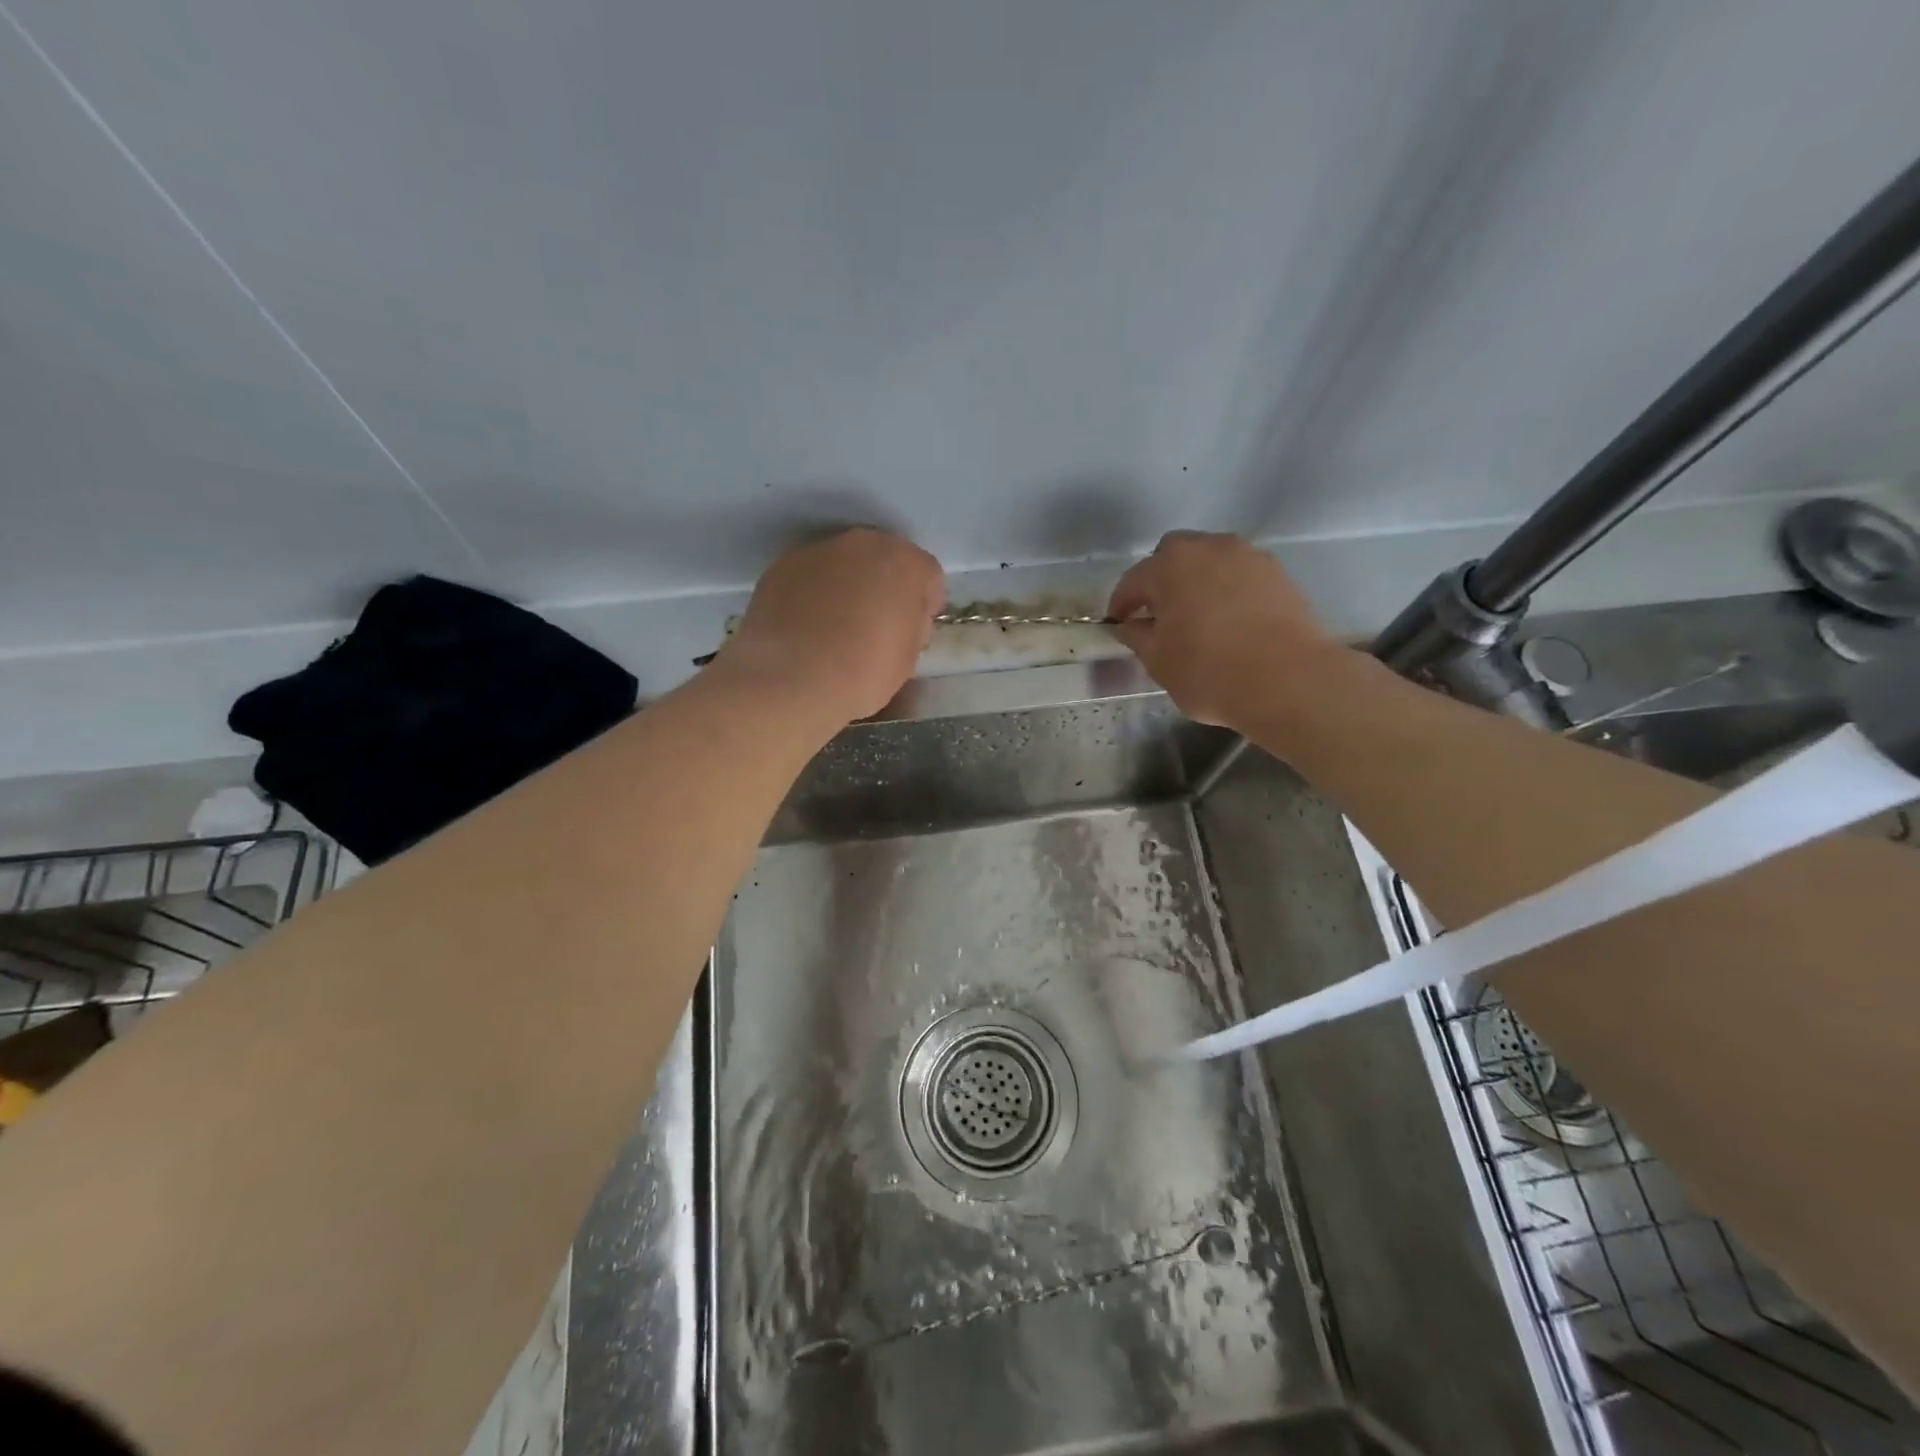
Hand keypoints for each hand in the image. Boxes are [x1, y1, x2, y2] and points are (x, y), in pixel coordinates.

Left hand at [720, 527, 944, 723]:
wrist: (792, 680)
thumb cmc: (864, 672)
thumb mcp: (909, 657)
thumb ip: (912, 626)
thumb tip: (901, 620)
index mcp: (904, 563)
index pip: (927, 575)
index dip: (924, 604)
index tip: (915, 631)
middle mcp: (862, 544)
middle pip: (883, 560)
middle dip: (884, 587)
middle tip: (877, 626)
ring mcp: (817, 551)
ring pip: (843, 565)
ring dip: (846, 587)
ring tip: (836, 629)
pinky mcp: (781, 567)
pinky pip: (808, 578)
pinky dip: (811, 595)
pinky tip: (806, 629)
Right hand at [1108, 531, 1345, 729]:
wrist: (1290, 681)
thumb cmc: (1210, 672)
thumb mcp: (1159, 662)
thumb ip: (1138, 637)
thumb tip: (1132, 626)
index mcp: (1170, 566)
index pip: (1133, 580)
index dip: (1121, 603)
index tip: (1117, 623)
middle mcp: (1209, 548)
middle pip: (1173, 555)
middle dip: (1160, 579)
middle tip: (1157, 613)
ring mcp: (1248, 557)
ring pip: (1210, 560)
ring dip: (1196, 581)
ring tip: (1196, 615)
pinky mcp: (1278, 574)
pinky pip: (1239, 574)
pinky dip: (1227, 589)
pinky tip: (1228, 620)